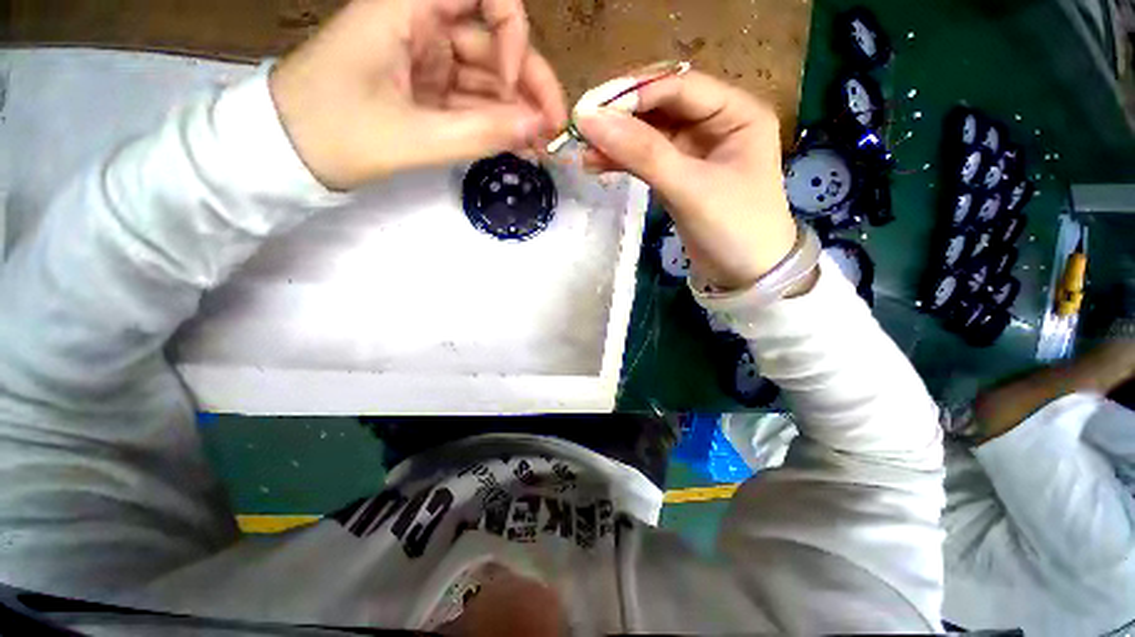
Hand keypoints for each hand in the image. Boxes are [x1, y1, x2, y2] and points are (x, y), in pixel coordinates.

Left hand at [269, 0, 567, 189]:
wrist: (289, 153)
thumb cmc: (336, 135)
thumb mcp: (413, 138)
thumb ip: (480, 133)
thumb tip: (537, 128)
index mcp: (406, 9)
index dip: (510, 29)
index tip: (514, 81)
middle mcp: (420, 24)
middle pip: (491, 42)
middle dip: (527, 86)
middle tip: (552, 131)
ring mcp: (425, 59)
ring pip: (485, 76)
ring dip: (515, 112)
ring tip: (538, 148)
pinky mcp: (425, 88)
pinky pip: (471, 99)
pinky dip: (495, 122)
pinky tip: (516, 145)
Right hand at [575, 71, 796, 290]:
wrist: (745, 276)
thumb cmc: (733, 228)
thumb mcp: (690, 189)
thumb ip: (643, 154)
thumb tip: (591, 120)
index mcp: (737, 113)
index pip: (680, 88)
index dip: (636, 93)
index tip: (594, 106)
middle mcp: (717, 124)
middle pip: (662, 109)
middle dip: (622, 118)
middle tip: (582, 128)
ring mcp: (696, 152)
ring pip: (650, 136)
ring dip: (618, 142)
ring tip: (583, 151)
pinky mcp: (679, 177)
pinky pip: (648, 161)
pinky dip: (624, 162)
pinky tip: (598, 164)